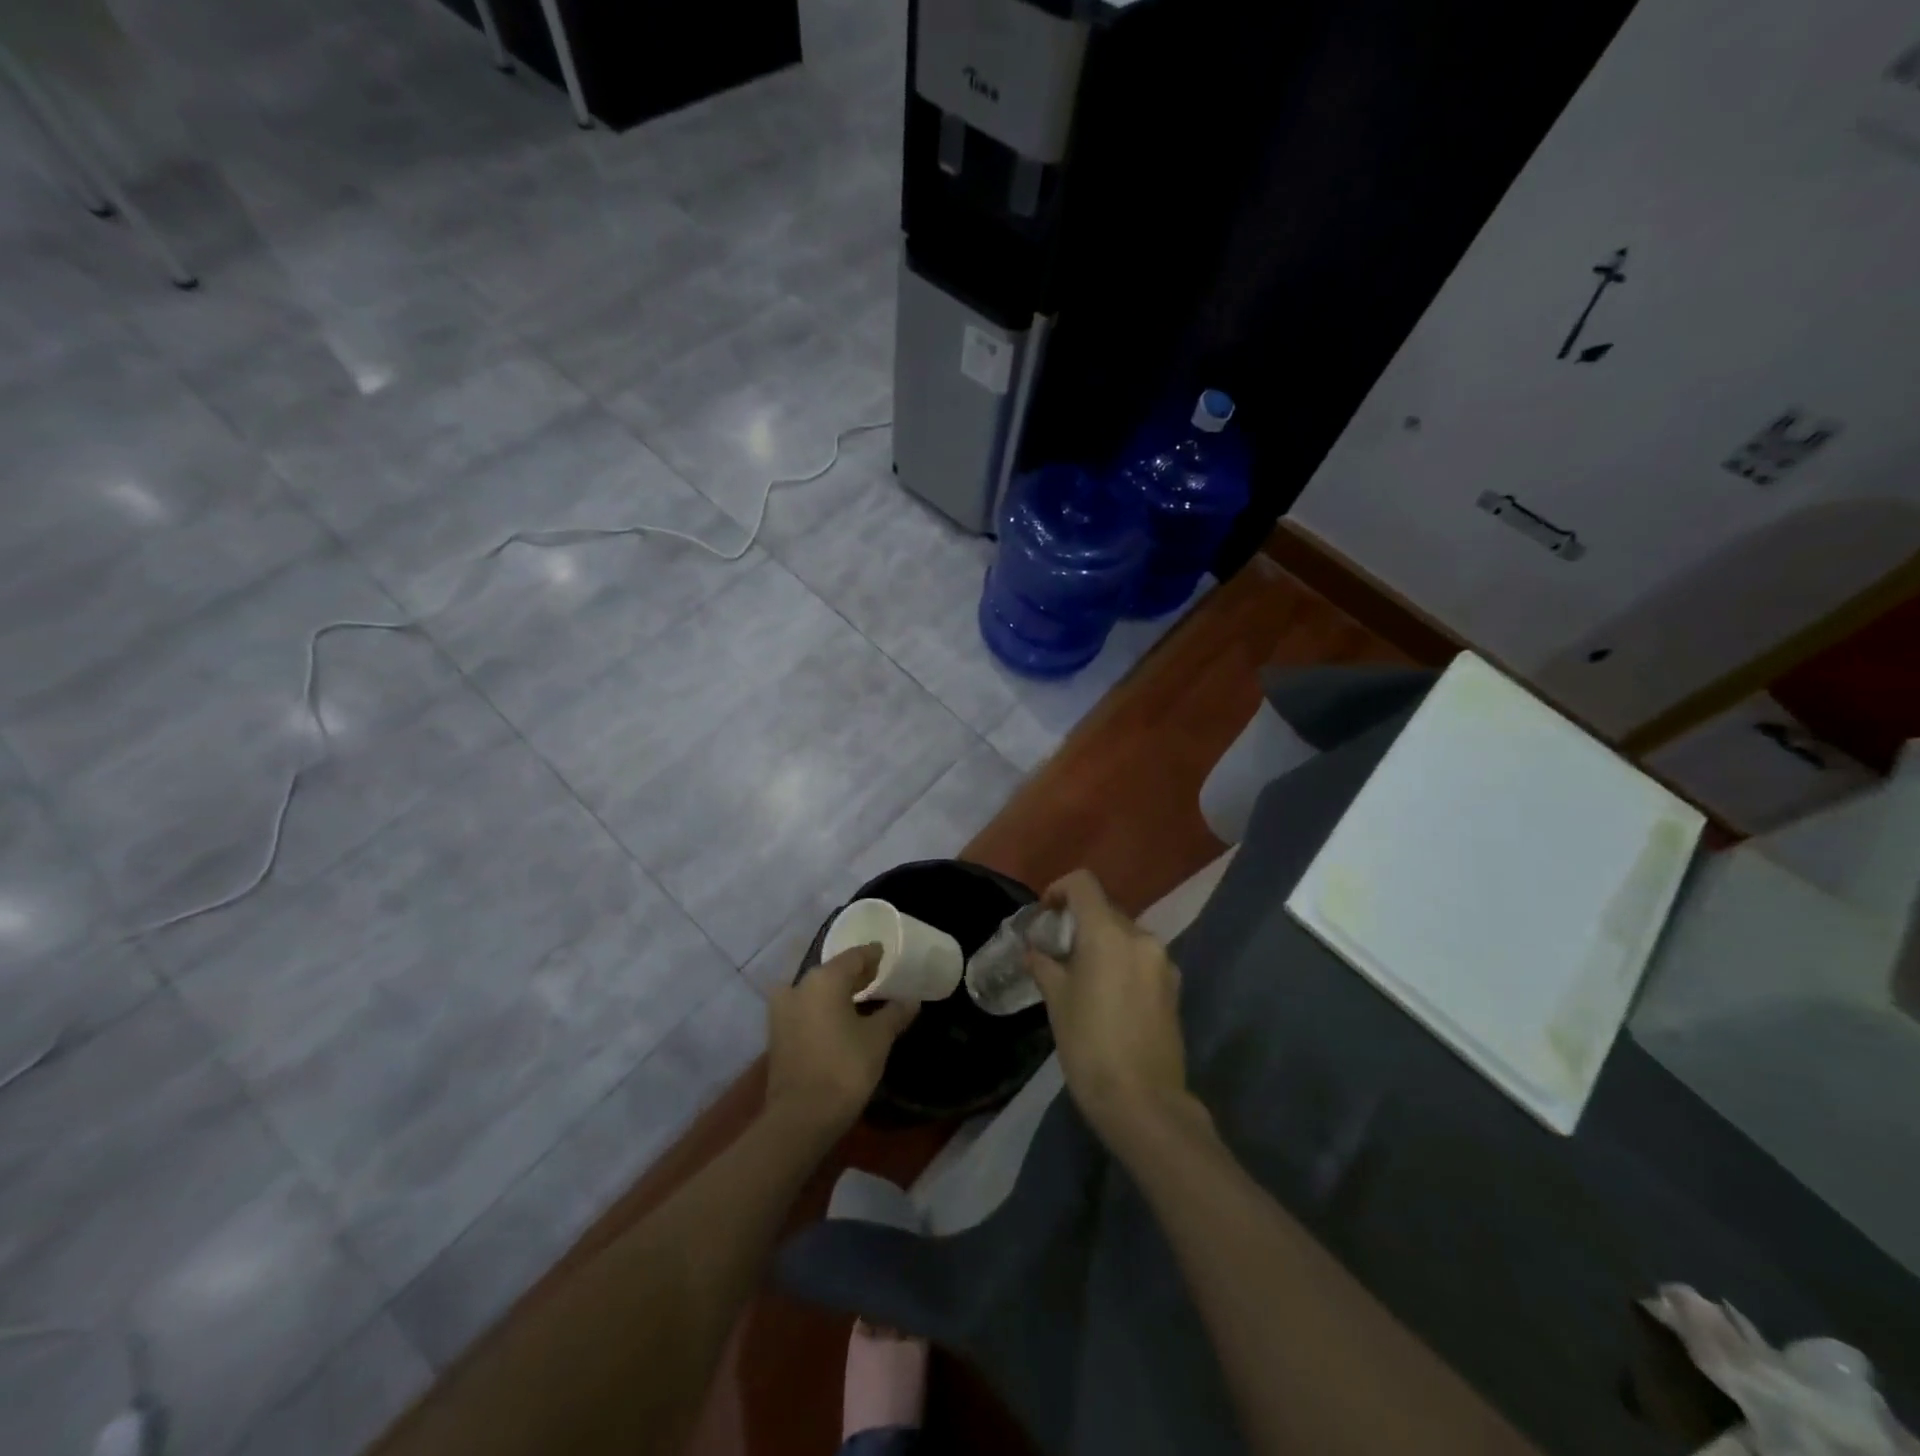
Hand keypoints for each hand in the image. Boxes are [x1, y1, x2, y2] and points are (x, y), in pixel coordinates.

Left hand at [766, 945, 916, 1138]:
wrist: (800, 1118)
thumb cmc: (844, 1068)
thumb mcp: (878, 1039)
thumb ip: (894, 1013)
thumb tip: (912, 999)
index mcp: (824, 979)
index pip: (854, 957)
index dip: (872, 955)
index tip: (886, 954)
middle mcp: (799, 986)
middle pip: (832, 972)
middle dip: (855, 974)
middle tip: (878, 976)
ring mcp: (783, 1010)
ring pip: (816, 991)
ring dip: (837, 992)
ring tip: (861, 998)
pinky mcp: (777, 1034)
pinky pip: (806, 1009)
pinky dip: (823, 1008)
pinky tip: (840, 1019)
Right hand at [1026, 870, 1192, 1157]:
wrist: (1143, 1102)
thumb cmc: (1090, 1046)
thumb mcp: (1057, 1002)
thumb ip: (1045, 966)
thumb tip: (1034, 950)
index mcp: (1109, 933)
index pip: (1084, 884)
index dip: (1059, 889)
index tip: (1045, 914)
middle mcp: (1141, 938)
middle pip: (1105, 910)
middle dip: (1079, 922)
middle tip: (1056, 950)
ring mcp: (1163, 962)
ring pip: (1125, 935)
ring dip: (1102, 943)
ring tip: (1081, 975)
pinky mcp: (1174, 987)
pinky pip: (1141, 959)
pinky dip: (1121, 962)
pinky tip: (1107, 995)